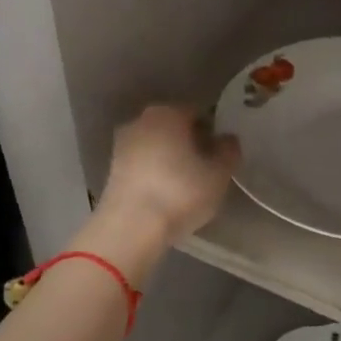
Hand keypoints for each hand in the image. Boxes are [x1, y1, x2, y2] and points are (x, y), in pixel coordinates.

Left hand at [95, 104, 240, 248]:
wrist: (131, 227)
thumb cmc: (180, 192)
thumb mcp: (219, 174)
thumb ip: (229, 151)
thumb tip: (227, 140)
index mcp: (168, 113)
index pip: (198, 114)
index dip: (213, 133)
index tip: (221, 155)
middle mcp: (141, 121)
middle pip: (174, 128)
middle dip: (190, 144)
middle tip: (207, 169)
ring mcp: (122, 145)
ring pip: (156, 147)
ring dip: (171, 159)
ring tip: (187, 185)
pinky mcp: (112, 170)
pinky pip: (142, 165)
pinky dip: (155, 173)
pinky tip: (166, 194)